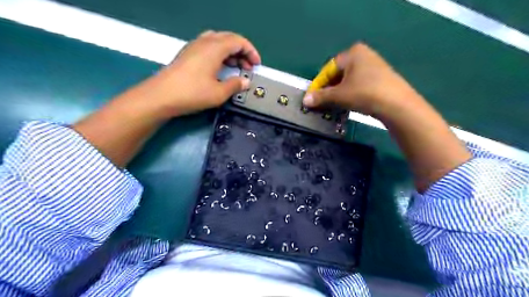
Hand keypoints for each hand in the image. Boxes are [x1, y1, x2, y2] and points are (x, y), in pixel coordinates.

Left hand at [149, 30, 259, 117]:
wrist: (161, 96)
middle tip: (248, 67)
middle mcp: (204, 42)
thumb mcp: (219, 93)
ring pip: (218, 42)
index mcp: (215, 48)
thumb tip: (245, 82)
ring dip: (230, 52)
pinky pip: (208, 47)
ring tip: (236, 67)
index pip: (238, 41)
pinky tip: (220, 68)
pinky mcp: (187, 54)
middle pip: (228, 39)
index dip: (251, 51)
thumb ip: (235, 85)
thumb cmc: (193, 93)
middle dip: (242, 51)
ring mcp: (194, 47)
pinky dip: (219, 54)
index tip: (257, 65)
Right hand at [304, 43, 419, 119]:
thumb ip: (320, 97)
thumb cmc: (364, 93)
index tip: (311, 98)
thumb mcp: (339, 95)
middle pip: (338, 74)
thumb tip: (305, 100)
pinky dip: (350, 93)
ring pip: (349, 80)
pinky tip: (348, 104)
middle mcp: (363, 55)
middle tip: (322, 103)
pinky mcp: (381, 77)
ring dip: (338, 93)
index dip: (318, 85)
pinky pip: (359, 84)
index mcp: (352, 53)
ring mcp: (374, 65)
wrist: (397, 104)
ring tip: (333, 106)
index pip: (328, 69)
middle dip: (328, 89)